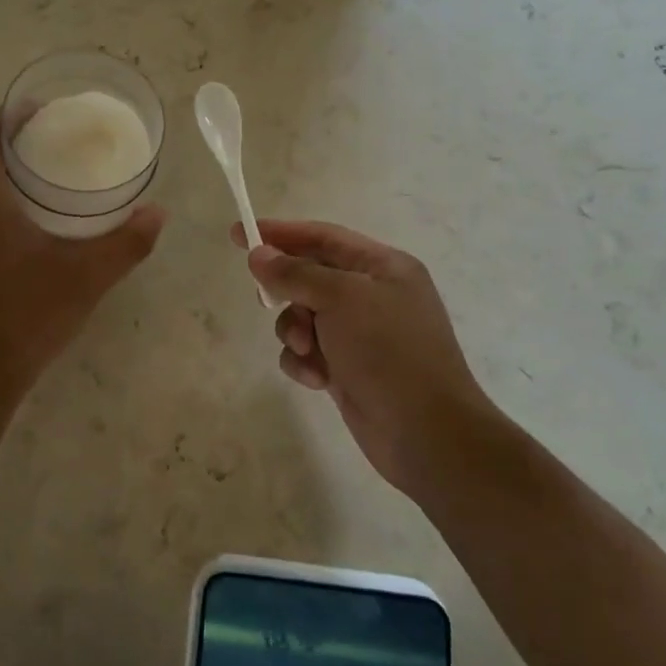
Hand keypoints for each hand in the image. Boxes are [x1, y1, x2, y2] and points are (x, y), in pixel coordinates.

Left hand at [0, 110, 164, 404]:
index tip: (43, 108)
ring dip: (9, 176)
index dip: (10, 113)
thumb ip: (127, 242)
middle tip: (61, 141)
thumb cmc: (29, 313)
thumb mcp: (88, 276)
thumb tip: (158, 213)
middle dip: (17, 143)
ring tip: (53, 179)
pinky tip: (35, 226)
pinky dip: (2, 204)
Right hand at [235, 220, 497, 500]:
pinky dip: (305, 362)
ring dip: (294, 331)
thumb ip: (296, 273)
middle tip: (264, 299)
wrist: (426, 433)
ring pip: (304, 316)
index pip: (323, 237)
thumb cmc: (389, 351)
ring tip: (307, 350)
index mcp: (383, 267)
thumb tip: (258, 255)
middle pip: (310, 276)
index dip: (280, 233)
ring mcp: (361, 334)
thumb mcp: (342, 299)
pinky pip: (309, 352)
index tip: (239, 234)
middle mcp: (373, 295)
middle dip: (287, 291)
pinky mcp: (348, 368)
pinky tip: (316, 378)